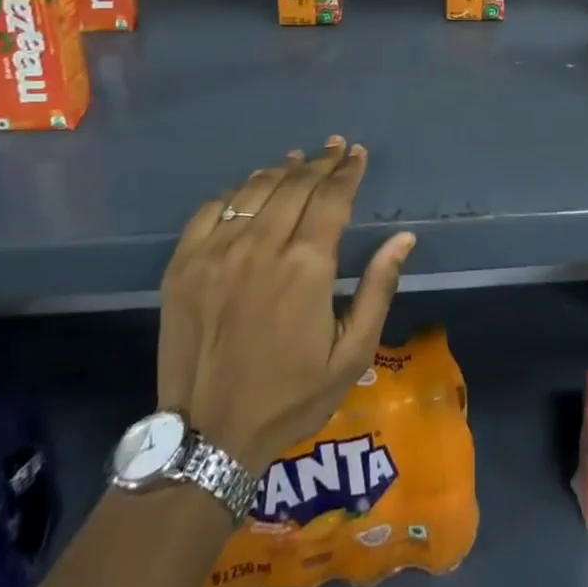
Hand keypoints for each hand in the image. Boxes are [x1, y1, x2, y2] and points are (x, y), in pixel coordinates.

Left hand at [157, 136, 414, 472]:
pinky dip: (236, 192)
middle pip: (296, 185)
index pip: (332, 198)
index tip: (356, 153)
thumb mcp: (352, 354)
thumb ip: (378, 289)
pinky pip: (212, 210)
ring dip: (282, 170)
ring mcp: (217, 253)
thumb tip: (404, 238)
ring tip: (298, 160)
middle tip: (334, 148)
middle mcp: (262, 246)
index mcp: (307, 266)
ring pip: (255, 190)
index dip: (347, 171)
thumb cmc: (290, 397)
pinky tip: (248, 191)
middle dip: (320, 162)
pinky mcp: (184, 265)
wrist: (208, 438)